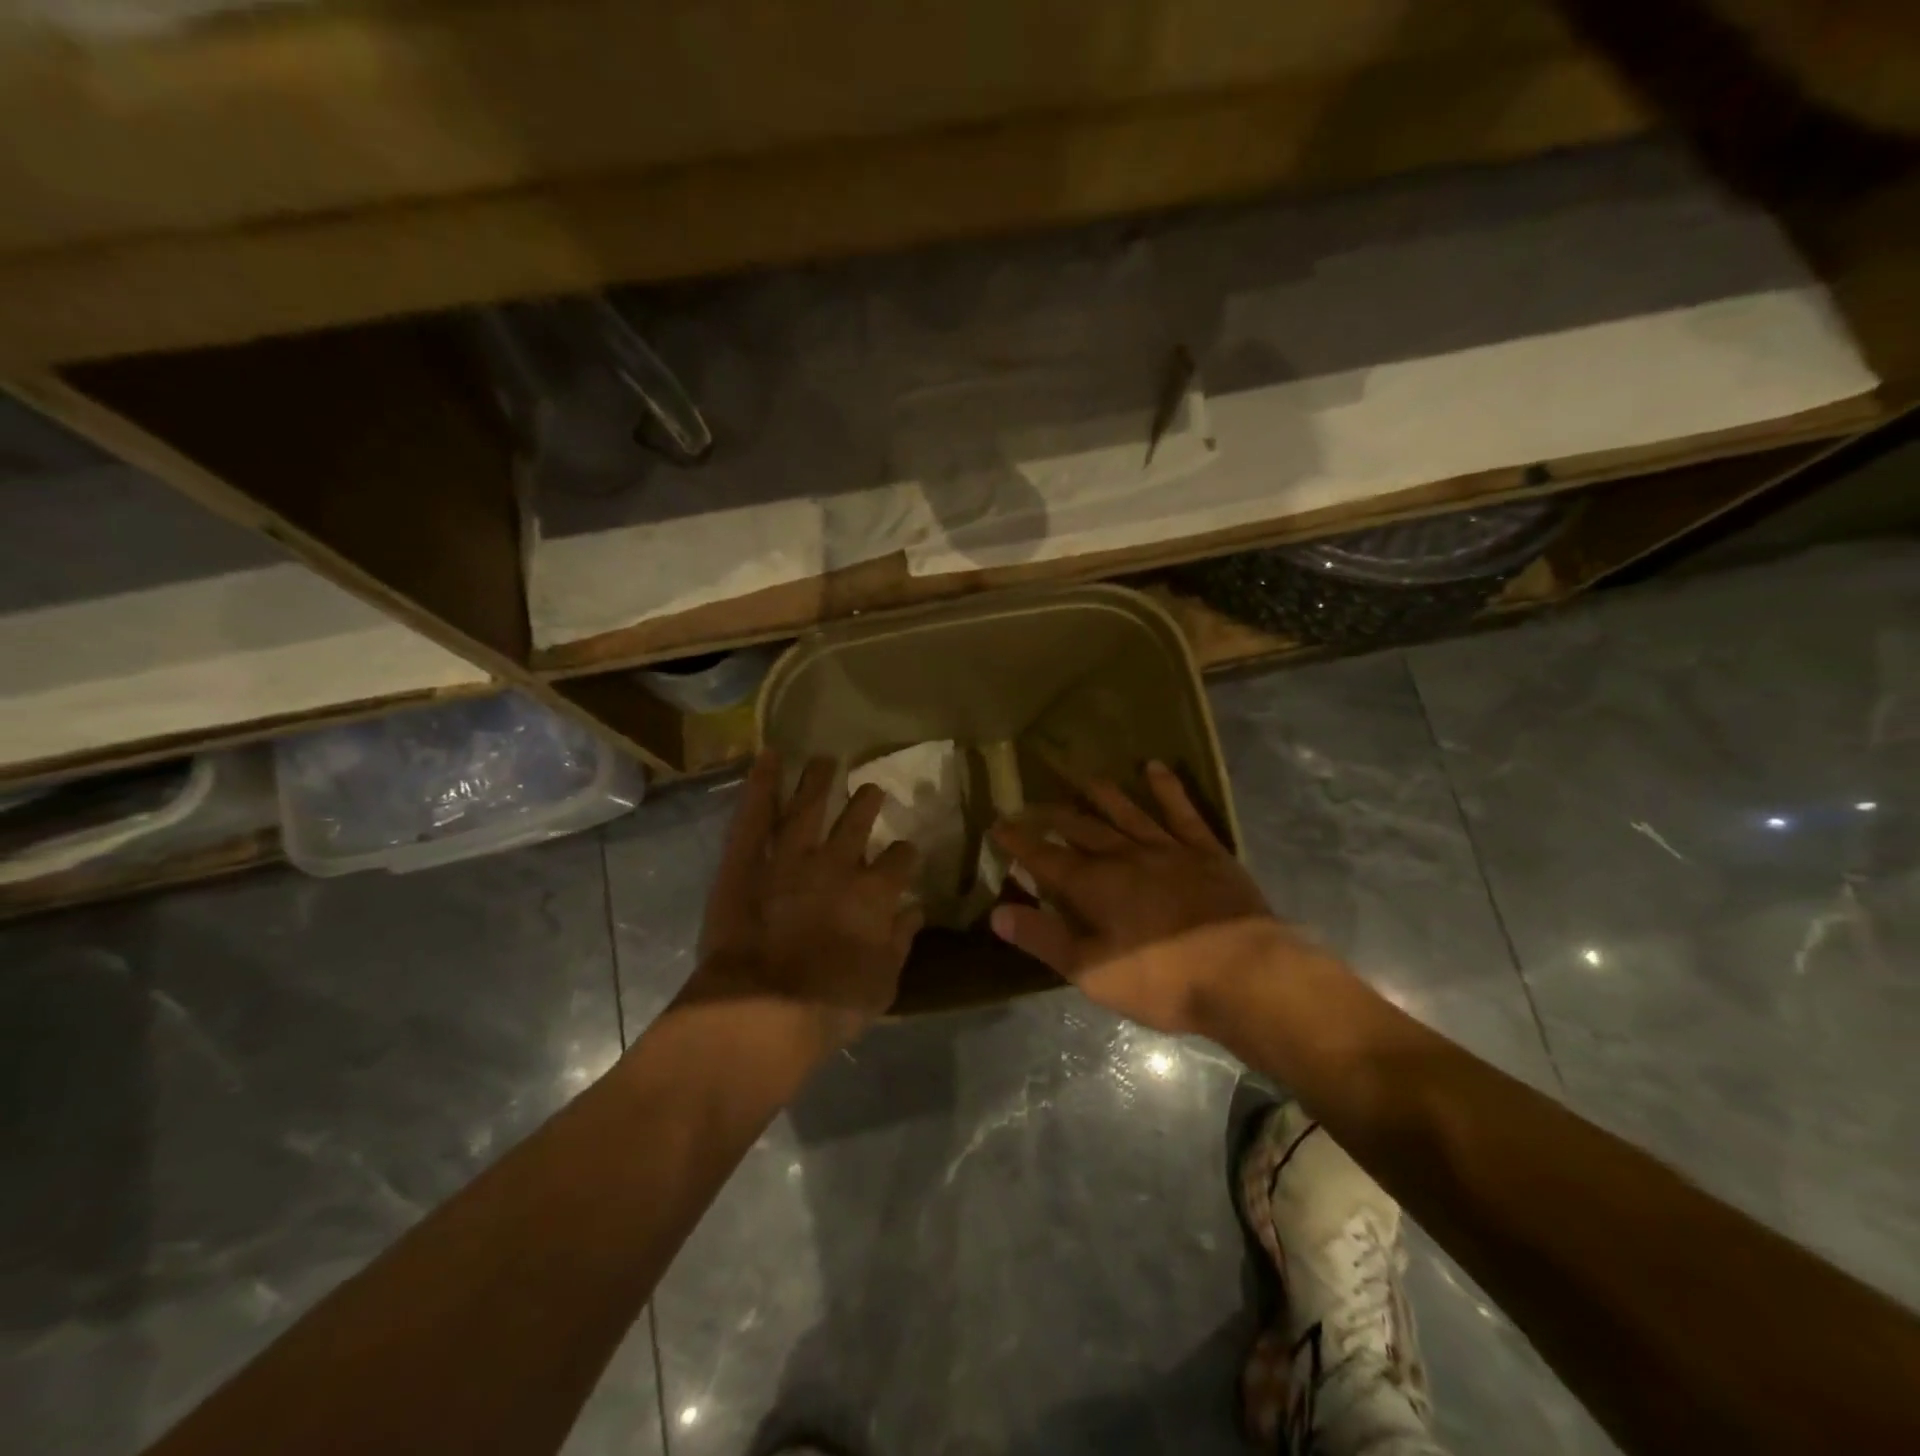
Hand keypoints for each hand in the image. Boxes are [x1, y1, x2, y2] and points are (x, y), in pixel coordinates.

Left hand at [688, 752, 923, 1052]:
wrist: (761, 1010)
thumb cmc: (827, 1006)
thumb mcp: (882, 984)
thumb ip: (900, 943)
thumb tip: (915, 911)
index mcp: (873, 893)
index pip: (898, 860)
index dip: (904, 855)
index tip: (904, 852)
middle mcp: (836, 864)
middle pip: (857, 823)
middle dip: (867, 804)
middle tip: (872, 790)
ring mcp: (789, 856)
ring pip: (809, 807)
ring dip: (819, 781)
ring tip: (827, 759)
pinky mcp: (745, 859)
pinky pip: (754, 814)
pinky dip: (761, 783)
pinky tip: (770, 756)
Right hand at [990, 761, 1283, 1034]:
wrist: (1244, 974)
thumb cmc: (1161, 980)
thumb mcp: (1091, 972)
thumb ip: (1044, 939)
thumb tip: (998, 913)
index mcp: (1094, 886)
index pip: (1044, 857)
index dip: (1018, 842)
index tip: (998, 825)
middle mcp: (1124, 856)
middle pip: (1081, 829)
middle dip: (1052, 816)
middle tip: (1031, 804)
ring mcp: (1167, 848)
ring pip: (1126, 812)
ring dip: (1102, 795)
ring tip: (1082, 778)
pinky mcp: (1206, 851)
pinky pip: (1182, 812)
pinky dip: (1167, 788)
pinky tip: (1153, 768)